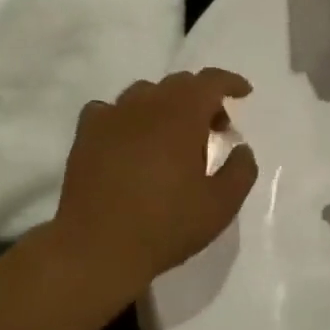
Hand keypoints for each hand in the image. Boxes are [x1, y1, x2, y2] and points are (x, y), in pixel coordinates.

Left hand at [52, 70, 258, 307]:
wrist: (97, 248)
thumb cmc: (166, 225)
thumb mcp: (221, 205)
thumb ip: (241, 170)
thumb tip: (241, 148)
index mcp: (183, 115)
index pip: (210, 81)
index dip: (230, 82)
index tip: (244, 93)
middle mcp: (146, 105)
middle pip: (179, 84)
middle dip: (202, 99)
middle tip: (214, 129)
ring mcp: (111, 117)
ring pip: (144, 93)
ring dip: (166, 105)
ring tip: (172, 136)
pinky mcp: (85, 135)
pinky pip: (110, 110)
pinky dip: (128, 117)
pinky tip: (130, 139)